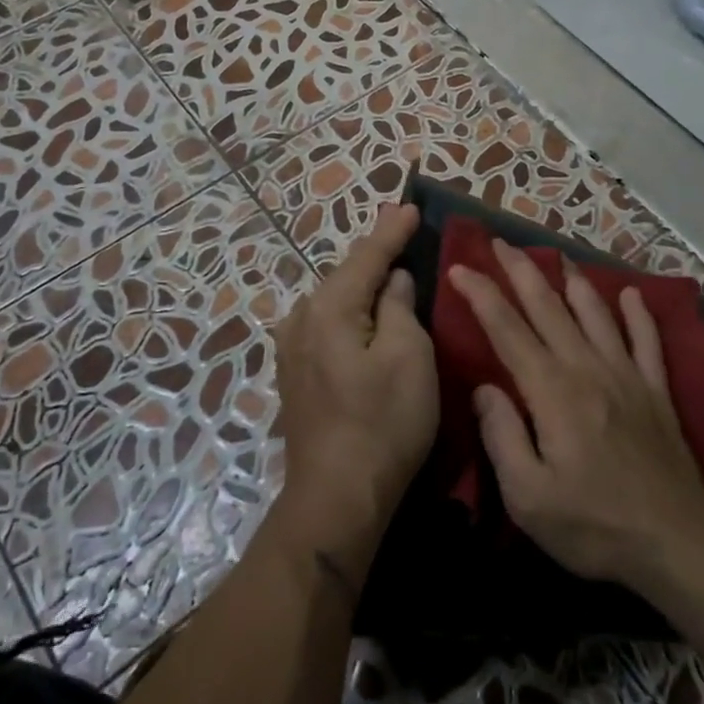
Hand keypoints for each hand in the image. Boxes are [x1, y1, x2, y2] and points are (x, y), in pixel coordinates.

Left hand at [272, 205, 438, 565]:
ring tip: (391, 268)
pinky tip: (368, 315)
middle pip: (346, 276)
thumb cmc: (383, 423)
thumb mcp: (408, 356)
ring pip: (336, 302)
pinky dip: (353, 313)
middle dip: (376, 255)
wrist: (336, 499)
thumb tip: (393, 280)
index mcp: (329, 308)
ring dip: (363, 285)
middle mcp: (301, 319)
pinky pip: (329, 326)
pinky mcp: (296, 375)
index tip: (411, 205)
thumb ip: (399, 307)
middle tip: (404, 231)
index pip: (366, 256)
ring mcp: (292, 350)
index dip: (392, 231)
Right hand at [447, 240, 703, 592]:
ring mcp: (627, 375)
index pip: (507, 329)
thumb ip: (501, 437)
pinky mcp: (656, 390)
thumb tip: (484, 388)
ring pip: (595, 313)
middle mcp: (587, 368)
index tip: (460, 267)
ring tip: (558, 255)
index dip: (481, 295)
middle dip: (521, 271)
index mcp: (551, 391)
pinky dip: (638, 314)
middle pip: (548, 307)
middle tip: (501, 243)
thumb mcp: (528, 497)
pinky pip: (647, 340)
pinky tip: (630, 295)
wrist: (677, 540)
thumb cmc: (595, 525)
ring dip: (573, 281)